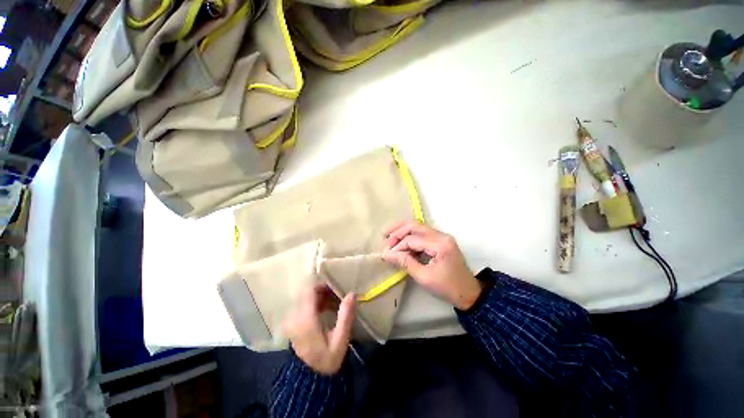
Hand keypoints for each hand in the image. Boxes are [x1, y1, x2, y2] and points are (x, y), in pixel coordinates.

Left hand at [284, 284, 355, 374]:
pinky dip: (317, 304)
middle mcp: (296, 316)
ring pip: (307, 299)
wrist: (308, 381)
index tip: (337, 287)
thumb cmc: (326, 361)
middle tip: (339, 294)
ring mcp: (294, 321)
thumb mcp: (340, 341)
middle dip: (324, 291)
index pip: (310, 291)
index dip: (323, 285)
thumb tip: (352, 294)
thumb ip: (346, 316)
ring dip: (322, 297)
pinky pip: (306, 307)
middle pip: (308, 294)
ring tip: (337, 302)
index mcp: (306, 318)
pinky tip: (329, 310)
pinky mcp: (295, 325)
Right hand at [382, 221, 481, 309]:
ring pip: (418, 227)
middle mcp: (442, 235)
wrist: (469, 293)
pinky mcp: (441, 240)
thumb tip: (388, 254)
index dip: (397, 246)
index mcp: (440, 244)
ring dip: (403, 232)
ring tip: (390, 240)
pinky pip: (422, 234)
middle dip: (398, 231)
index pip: (412, 239)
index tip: (386, 254)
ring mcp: (442, 236)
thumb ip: (406, 263)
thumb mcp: (424, 278)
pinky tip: (402, 245)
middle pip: (415, 225)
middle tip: (385, 238)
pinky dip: (411, 238)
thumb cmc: (448, 288)